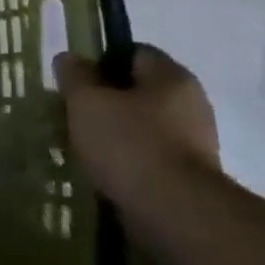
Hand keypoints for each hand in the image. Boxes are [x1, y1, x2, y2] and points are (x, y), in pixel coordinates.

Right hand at [55, 45, 220, 204]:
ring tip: (81, 145)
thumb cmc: (129, 144)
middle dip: (104, 99)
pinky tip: (101, 169)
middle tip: (71, 113)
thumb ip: (75, 76)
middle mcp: (190, 103)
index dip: (100, 61)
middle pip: (137, 90)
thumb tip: (70, 58)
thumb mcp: (86, 102)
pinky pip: (148, 154)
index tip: (74, 81)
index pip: (133, 52)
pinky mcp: (188, 174)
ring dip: (113, 131)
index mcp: (171, 77)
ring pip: (141, 124)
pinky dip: (125, 158)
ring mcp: (194, 141)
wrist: (174, 212)